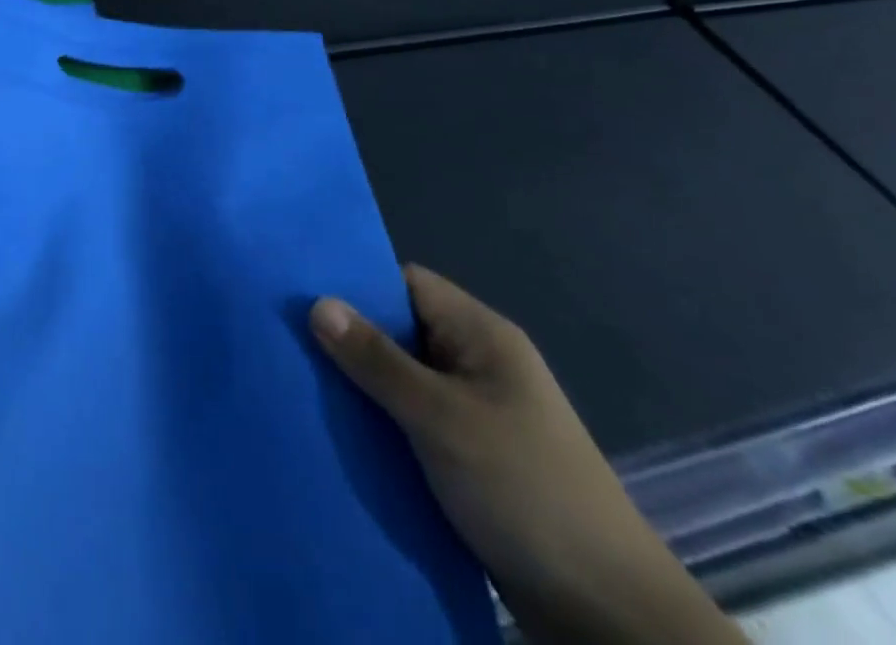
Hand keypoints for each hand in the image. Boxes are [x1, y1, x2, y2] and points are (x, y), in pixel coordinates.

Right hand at [311, 267, 744, 644]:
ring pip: (402, 383)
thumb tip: (317, 302)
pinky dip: (381, 427)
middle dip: (349, 339)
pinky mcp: (472, 461)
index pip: (406, 283)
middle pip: (400, 332)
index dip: (356, 283)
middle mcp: (478, 365)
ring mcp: (477, 415)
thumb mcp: (442, 418)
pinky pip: (413, 425)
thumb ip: (377, 360)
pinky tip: (339, 437)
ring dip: (361, 389)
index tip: (300, 291)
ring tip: (299, 387)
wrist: (609, 617)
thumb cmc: (525, 490)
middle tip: (286, 341)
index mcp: (481, 335)